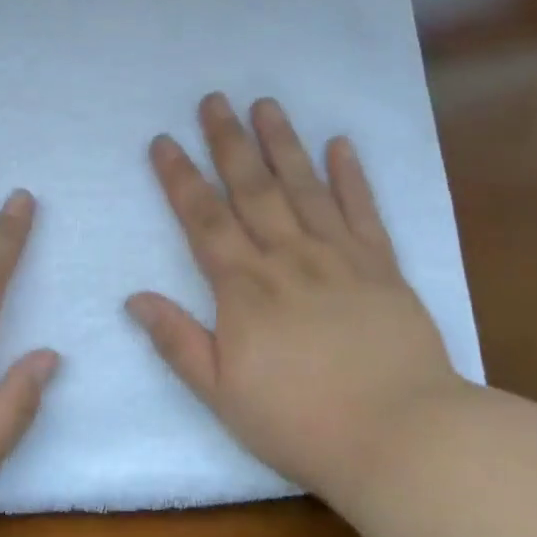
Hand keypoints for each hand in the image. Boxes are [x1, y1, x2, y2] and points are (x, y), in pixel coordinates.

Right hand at [127, 93, 466, 505]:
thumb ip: (178, 341)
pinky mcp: (382, 267)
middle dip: (228, 141)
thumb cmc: (301, 422)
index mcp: (244, 287)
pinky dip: (351, 176)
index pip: (203, 219)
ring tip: (265, 104)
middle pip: (251, 188)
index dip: (180, 177)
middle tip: (213, 99)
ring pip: (303, 186)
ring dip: (282, 142)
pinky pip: (363, 211)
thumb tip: (134, 298)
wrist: (402, 438)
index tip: (164, 141)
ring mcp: (339, 257)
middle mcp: (288, 257)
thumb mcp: (222, 393)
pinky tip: (340, 144)